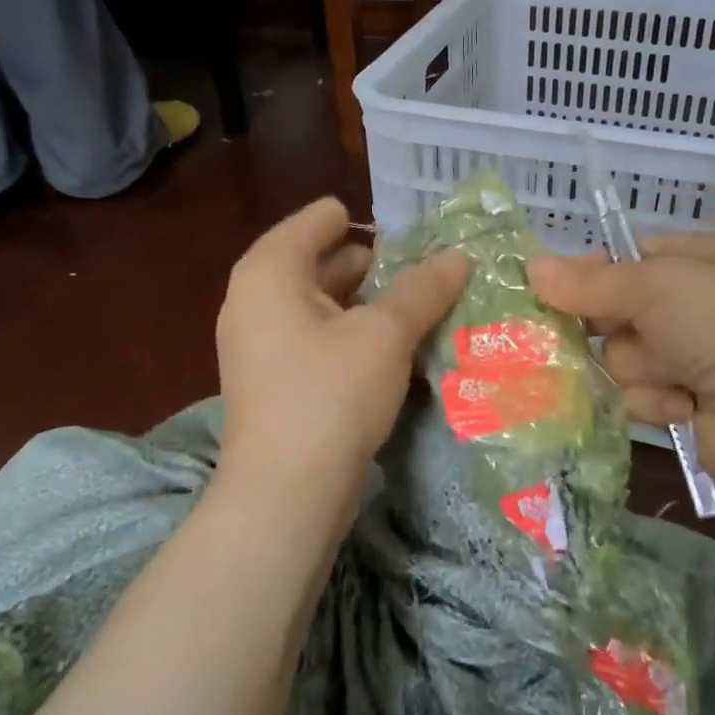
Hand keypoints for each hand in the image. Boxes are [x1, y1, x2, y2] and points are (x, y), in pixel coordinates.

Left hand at [214, 197, 466, 532]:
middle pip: (323, 261)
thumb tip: (459, 256)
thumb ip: (423, 289)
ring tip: (426, 308)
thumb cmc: (330, 394)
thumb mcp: (385, 334)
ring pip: (325, 305)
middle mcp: (256, 299)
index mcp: (270, 270)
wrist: (286, 495)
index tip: (418, 235)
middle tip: (433, 272)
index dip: (371, 221)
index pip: (320, 219)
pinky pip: (321, 340)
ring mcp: (262, 343)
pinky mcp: (276, 381)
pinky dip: (356, 338)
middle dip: (378, 266)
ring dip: (372, 306)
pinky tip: (399, 351)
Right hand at [528, 233, 714, 505]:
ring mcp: (697, 356)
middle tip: (595, 334)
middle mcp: (702, 304)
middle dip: (612, 328)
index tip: (553, 288)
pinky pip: (641, 394)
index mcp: (706, 260)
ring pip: (625, 357)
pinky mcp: (690, 404)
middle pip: (621, 311)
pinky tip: (679, 406)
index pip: (632, 258)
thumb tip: (532, 267)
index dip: (593, 273)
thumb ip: (591, 282)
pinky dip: (654, 400)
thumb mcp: (657, 286)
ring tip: (669, 376)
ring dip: (637, 368)